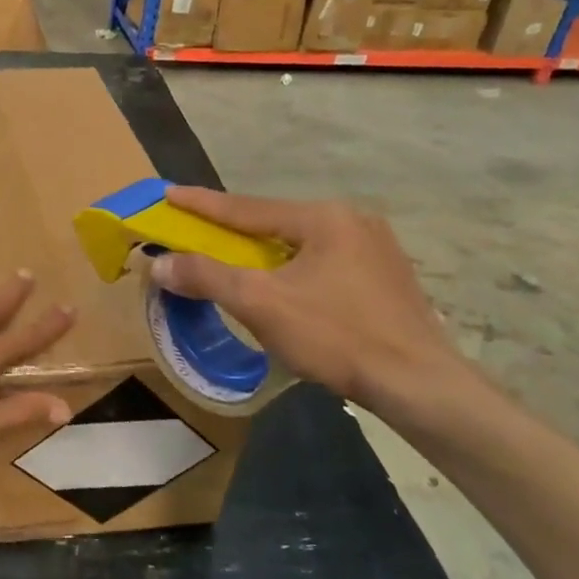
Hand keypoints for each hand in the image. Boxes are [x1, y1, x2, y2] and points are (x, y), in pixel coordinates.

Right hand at [150, 188, 468, 411]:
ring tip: (237, 262)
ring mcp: (377, 249)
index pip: (246, 208)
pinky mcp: (387, 278)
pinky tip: (286, 289)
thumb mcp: (260, 303)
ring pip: (301, 245)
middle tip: (198, 232)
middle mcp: (353, 221)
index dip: (202, 203)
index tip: (168, 193)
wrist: (419, 385)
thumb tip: (158, 263)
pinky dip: (294, 270)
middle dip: (234, 231)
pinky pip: (325, 263)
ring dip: (264, 253)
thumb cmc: (336, 336)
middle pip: (275, 224)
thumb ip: (206, 276)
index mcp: (323, 217)